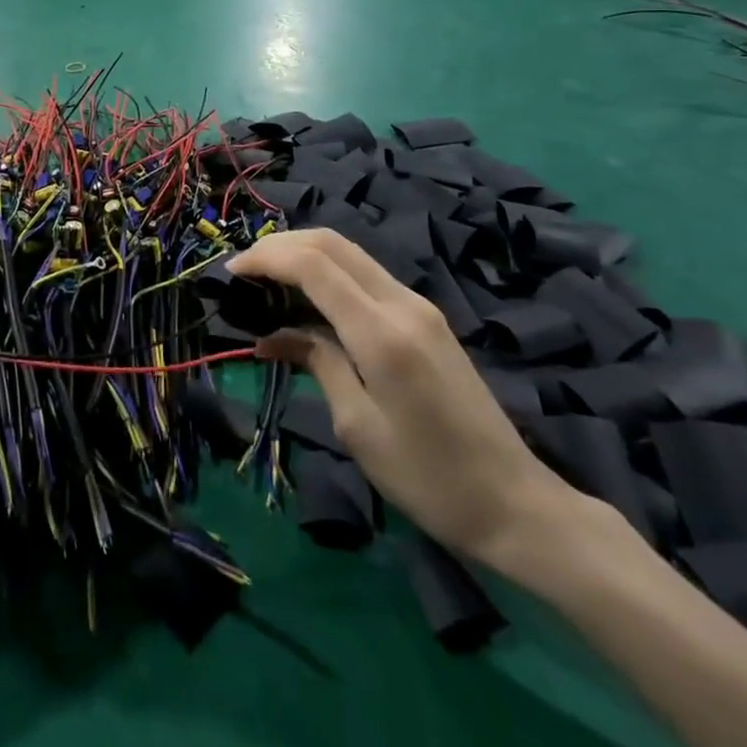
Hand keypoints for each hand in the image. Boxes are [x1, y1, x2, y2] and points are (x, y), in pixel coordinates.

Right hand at [229, 230, 578, 565]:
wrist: (515, 503)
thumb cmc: (427, 477)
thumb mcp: (357, 426)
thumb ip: (317, 362)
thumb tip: (273, 336)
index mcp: (381, 332)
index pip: (313, 265)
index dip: (266, 259)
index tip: (231, 271)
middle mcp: (402, 303)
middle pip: (332, 243)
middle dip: (282, 245)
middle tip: (245, 268)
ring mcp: (419, 307)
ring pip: (350, 253)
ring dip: (304, 254)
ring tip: (266, 279)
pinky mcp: (426, 318)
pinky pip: (366, 276)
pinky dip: (328, 273)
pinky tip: (307, 297)